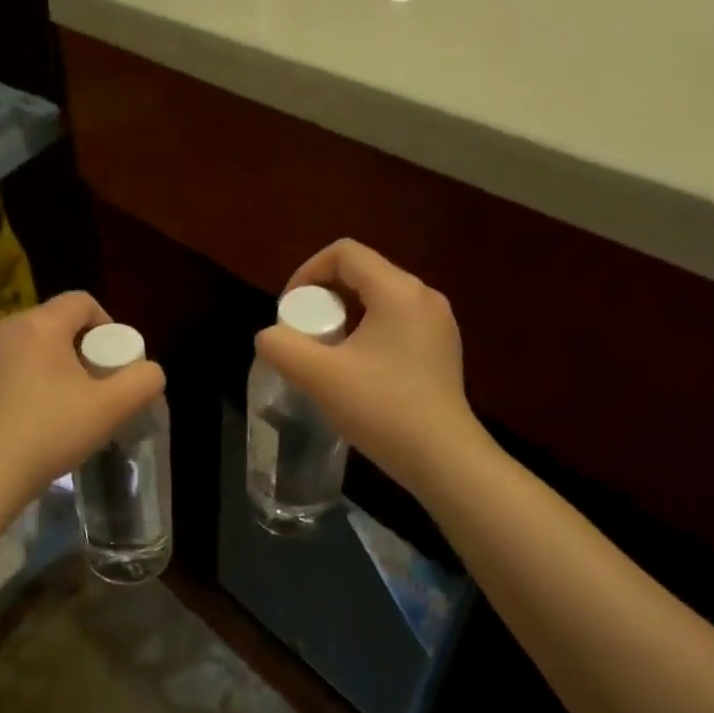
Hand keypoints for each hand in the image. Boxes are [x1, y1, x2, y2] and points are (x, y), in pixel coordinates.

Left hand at [0, 291, 165, 499]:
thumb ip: (142, 381)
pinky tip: (36, 420)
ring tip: (67, 405)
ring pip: (31, 348)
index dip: (107, 324)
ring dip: (54, 367)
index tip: (114, 361)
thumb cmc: (51, 430)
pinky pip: (10, 371)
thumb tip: (149, 371)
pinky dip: (28, 384)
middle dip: (81, 349)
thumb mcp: (111, 407)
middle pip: (56, 324)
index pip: (82, 301)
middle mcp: (6, 330)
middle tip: (96, 386)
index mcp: (39, 325)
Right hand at [254, 240, 485, 495]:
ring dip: (344, 318)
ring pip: (378, 301)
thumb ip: (281, 347)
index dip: (306, 273)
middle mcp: (424, 297)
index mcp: (398, 290)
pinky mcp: (441, 351)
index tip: (289, 311)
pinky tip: (356, 371)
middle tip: (302, 335)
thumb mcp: (318, 376)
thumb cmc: (382, 408)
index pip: (344, 253)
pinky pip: (395, 324)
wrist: (443, 459)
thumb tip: (270, 337)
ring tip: (324, 355)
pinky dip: (367, 334)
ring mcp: (438, 325)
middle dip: (323, 298)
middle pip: (362, 274)